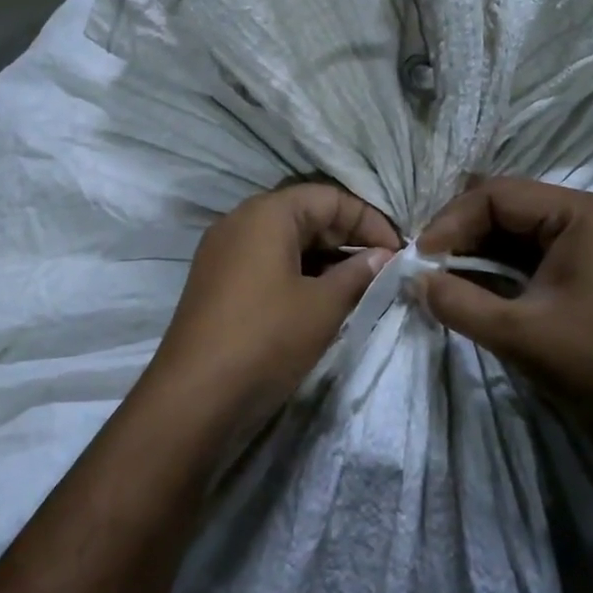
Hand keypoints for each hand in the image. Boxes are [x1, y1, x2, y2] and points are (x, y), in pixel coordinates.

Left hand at [143, 184, 398, 438]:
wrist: (195, 394)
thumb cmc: (266, 338)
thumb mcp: (324, 306)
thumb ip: (359, 273)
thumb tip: (384, 256)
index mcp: (266, 213)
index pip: (329, 197)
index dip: (369, 220)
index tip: (397, 252)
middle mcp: (240, 221)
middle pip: (305, 214)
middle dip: (347, 238)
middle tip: (381, 270)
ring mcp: (223, 251)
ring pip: (285, 240)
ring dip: (324, 258)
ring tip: (357, 287)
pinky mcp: (217, 281)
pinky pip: (266, 262)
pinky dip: (297, 273)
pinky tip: (320, 300)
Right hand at [416, 177, 592, 433]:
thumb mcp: (516, 333)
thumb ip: (457, 301)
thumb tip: (414, 280)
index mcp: (581, 214)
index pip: (497, 195)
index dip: (451, 221)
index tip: (420, 257)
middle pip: (510, 205)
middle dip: (463, 232)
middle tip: (428, 263)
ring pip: (522, 227)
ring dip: (481, 248)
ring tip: (445, 273)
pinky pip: (539, 249)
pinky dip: (504, 263)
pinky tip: (477, 282)